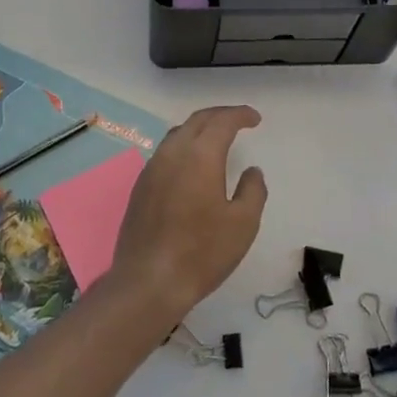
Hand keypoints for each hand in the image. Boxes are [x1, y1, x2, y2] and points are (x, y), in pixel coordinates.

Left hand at [107, 106, 266, 327]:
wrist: (148, 281)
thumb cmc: (202, 252)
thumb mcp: (243, 224)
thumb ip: (253, 190)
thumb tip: (252, 171)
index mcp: (200, 155)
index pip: (222, 122)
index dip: (240, 115)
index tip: (255, 119)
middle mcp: (172, 153)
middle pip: (197, 121)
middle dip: (220, 116)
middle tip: (239, 121)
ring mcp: (152, 169)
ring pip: (177, 134)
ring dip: (199, 129)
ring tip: (216, 138)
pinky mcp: (140, 187)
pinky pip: (165, 153)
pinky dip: (184, 147)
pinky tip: (191, 165)